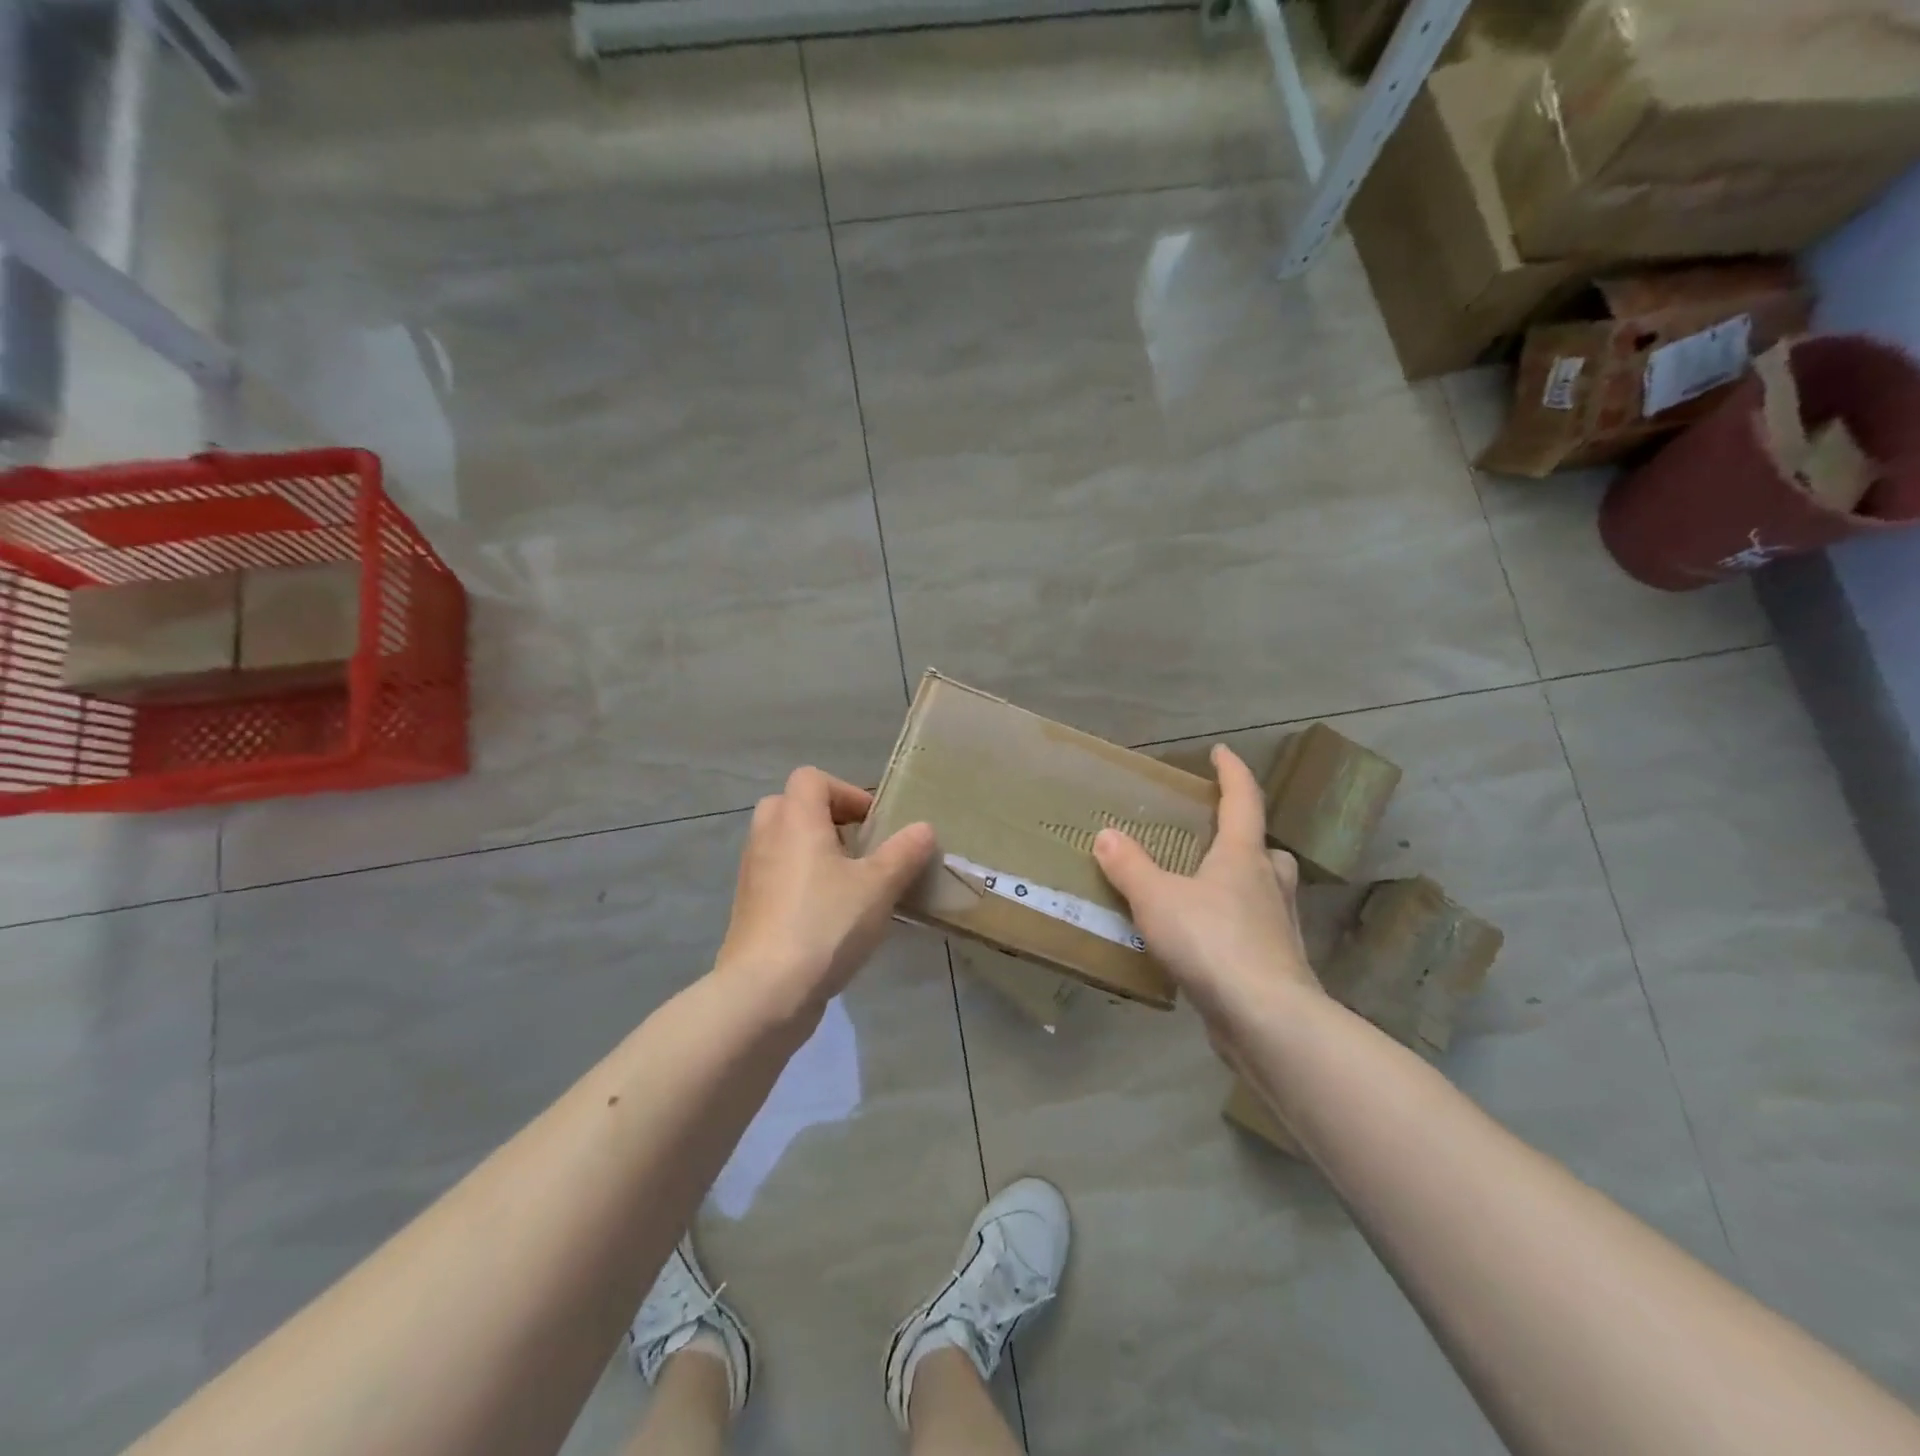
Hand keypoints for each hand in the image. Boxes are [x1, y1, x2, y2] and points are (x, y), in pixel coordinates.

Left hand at [715, 766, 936, 1023]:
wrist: (765, 991)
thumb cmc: (825, 923)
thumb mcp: (878, 886)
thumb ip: (904, 853)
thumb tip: (923, 828)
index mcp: (795, 820)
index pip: (811, 778)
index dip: (846, 792)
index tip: (873, 824)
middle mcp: (767, 837)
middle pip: (792, 806)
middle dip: (827, 820)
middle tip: (858, 848)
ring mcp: (753, 874)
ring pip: (783, 843)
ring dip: (815, 852)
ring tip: (850, 884)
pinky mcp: (750, 908)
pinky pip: (777, 876)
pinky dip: (801, 882)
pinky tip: (830, 916)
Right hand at [1093, 744, 1319, 1043]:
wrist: (1268, 1019)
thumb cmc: (1212, 942)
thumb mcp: (1157, 899)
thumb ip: (1130, 867)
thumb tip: (1107, 835)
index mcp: (1243, 856)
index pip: (1243, 800)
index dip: (1232, 772)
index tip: (1221, 752)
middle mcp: (1269, 884)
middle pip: (1264, 849)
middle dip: (1243, 838)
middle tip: (1214, 839)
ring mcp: (1280, 926)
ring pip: (1265, 891)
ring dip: (1243, 884)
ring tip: (1205, 893)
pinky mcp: (1279, 965)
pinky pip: (1256, 932)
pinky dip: (1236, 928)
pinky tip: (1208, 945)